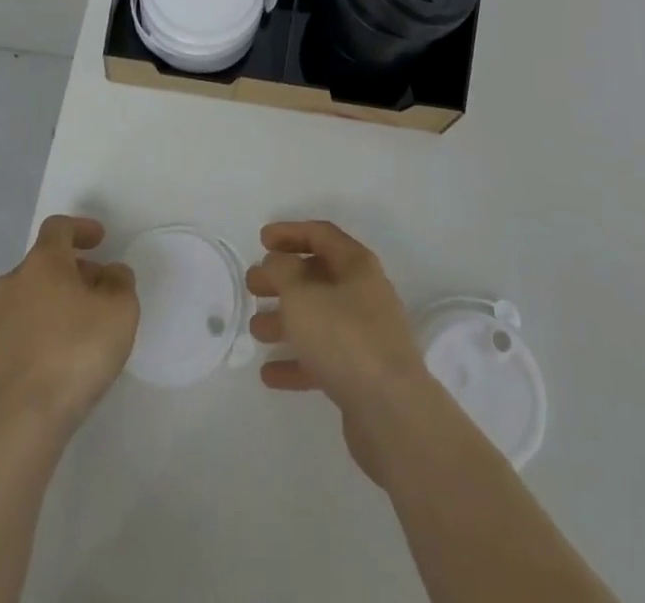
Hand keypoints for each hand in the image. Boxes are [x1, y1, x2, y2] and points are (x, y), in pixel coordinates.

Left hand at [0, 215, 138, 439]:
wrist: (16, 427)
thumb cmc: (75, 355)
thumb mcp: (121, 312)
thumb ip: (120, 282)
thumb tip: (108, 273)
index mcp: (42, 264)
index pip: (58, 228)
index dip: (80, 228)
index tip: (99, 240)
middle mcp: (9, 284)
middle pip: (40, 265)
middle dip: (68, 272)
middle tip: (93, 294)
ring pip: (21, 300)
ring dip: (45, 305)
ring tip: (68, 333)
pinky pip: (7, 335)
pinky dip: (26, 337)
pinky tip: (43, 363)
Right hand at [247, 221, 438, 483]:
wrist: (391, 412)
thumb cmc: (344, 338)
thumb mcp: (301, 295)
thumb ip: (281, 271)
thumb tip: (276, 262)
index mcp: (357, 265)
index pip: (321, 235)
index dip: (290, 232)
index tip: (261, 240)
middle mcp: (364, 294)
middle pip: (318, 277)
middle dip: (283, 279)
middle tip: (252, 285)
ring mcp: (365, 335)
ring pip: (318, 318)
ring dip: (286, 321)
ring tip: (255, 329)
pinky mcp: (361, 374)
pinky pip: (323, 358)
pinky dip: (297, 361)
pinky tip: (269, 373)